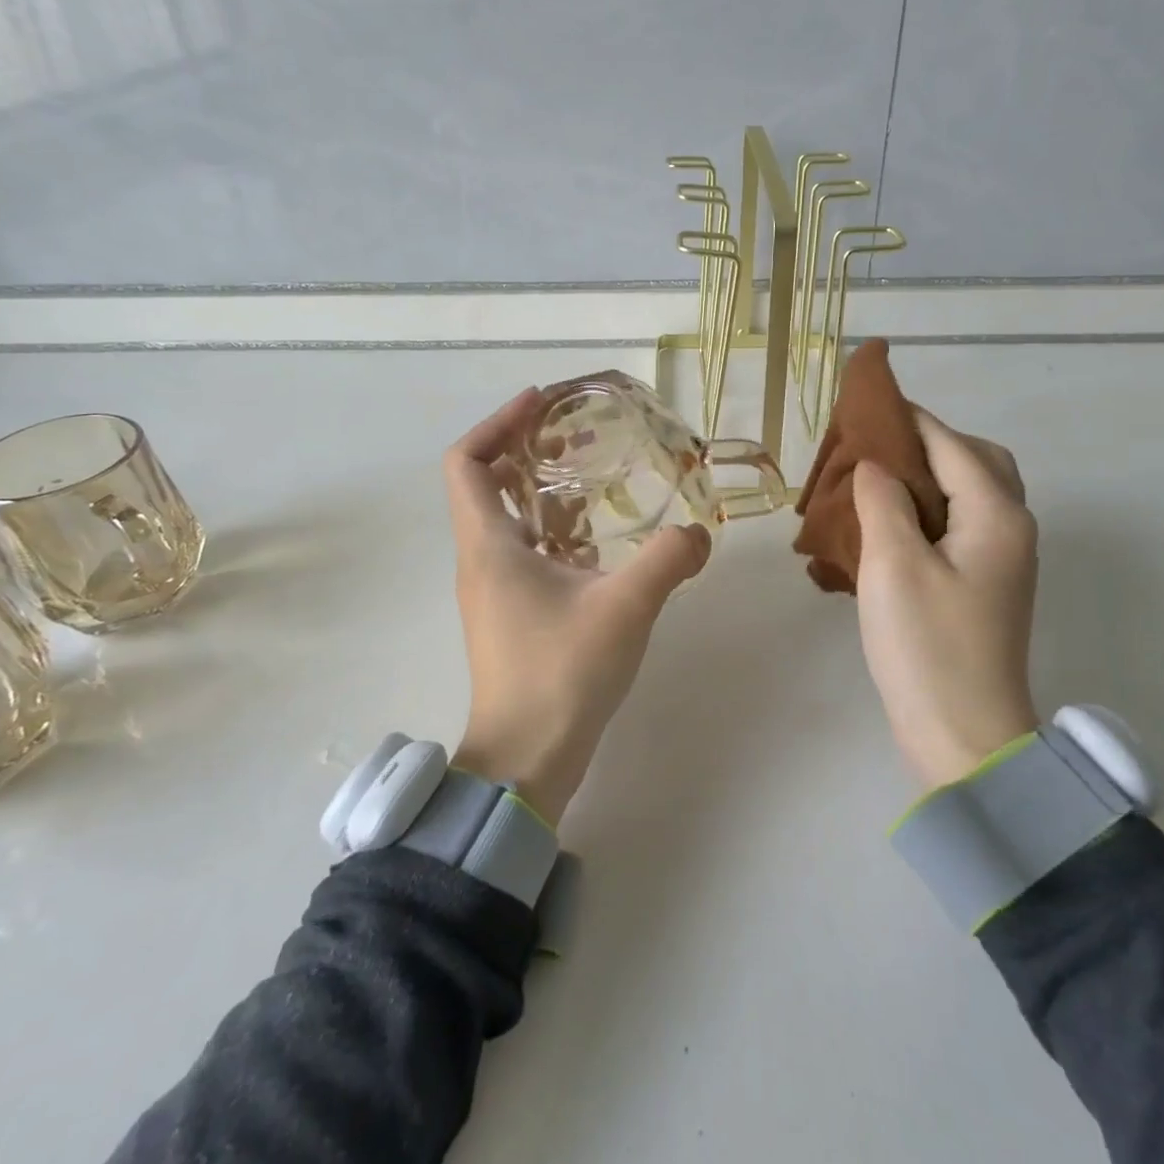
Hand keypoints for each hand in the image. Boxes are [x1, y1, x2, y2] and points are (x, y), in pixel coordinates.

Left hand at [445, 388, 711, 823]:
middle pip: (485, 484)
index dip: (496, 422)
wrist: (526, 760)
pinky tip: (601, 544)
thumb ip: (668, 560)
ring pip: (508, 522)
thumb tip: (698, 532)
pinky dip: (556, 535)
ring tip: (595, 480)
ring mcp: (493, 592)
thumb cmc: (561, 673)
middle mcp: (481, 561)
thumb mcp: (624, 607)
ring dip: (544, 494)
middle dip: (527, 451)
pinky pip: (526, 555)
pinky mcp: (510, 617)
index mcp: (489, 545)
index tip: (539, 403)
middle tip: (577, 435)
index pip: (465, 461)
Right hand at [852, 410, 1040, 787]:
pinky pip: (958, 525)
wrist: (963, 734)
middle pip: (975, 462)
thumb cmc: (928, 646)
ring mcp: (1000, 560)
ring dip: (927, 477)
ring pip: (968, 495)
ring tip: (875, 480)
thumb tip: (874, 465)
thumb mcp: (895, 565)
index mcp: (996, 516)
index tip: (869, 401)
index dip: (910, 418)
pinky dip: (928, 510)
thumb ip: (883, 501)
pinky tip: (888, 523)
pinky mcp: (983, 585)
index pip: (952, 445)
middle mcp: (1009, 529)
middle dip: (927, 443)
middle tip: (875, 447)